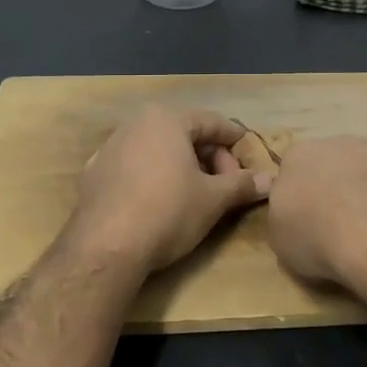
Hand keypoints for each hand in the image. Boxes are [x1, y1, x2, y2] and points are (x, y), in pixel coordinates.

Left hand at [66, 107, 273, 275]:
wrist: (105, 248)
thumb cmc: (167, 211)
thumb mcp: (213, 199)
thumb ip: (243, 185)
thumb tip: (272, 180)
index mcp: (166, 119)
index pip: (212, 122)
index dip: (235, 140)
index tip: (250, 158)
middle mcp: (135, 124)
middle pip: (183, 133)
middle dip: (209, 157)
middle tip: (226, 184)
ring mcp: (109, 148)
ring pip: (157, 149)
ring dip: (182, 166)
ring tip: (197, 194)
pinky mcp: (94, 174)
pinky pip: (134, 167)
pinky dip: (154, 177)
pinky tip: (161, 202)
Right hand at [266, 136, 366, 290]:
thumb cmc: (319, 239)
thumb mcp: (283, 241)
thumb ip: (287, 218)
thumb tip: (296, 216)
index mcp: (297, 158)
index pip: (293, 173)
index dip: (302, 198)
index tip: (309, 222)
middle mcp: (334, 143)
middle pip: (332, 164)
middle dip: (336, 187)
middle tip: (342, 223)